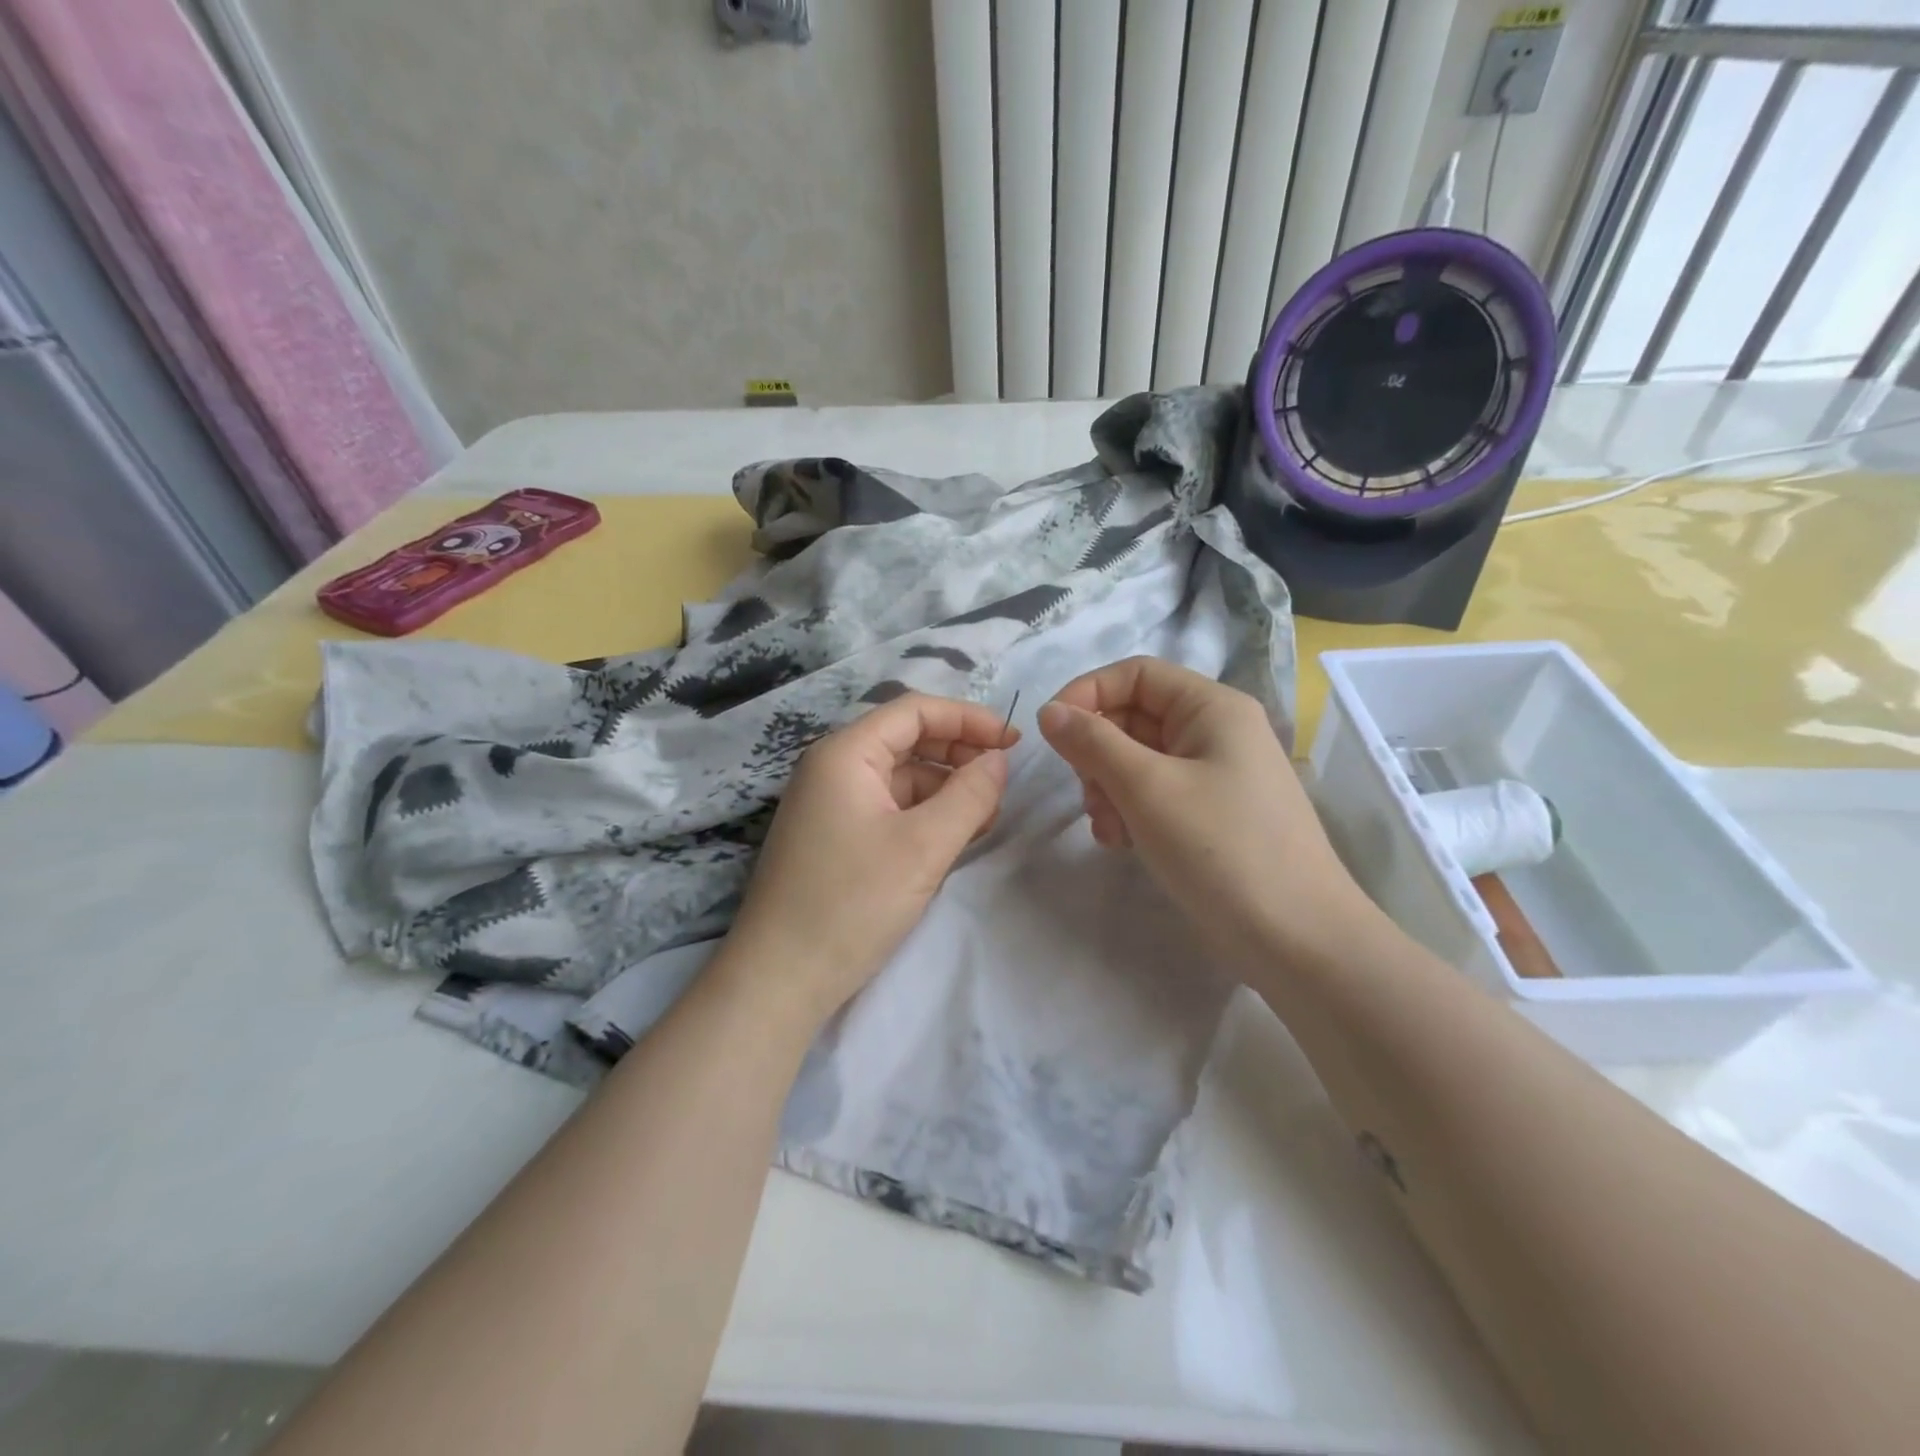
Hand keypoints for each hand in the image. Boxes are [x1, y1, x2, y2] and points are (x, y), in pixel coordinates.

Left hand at [721, 693, 1018, 1025]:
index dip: (969, 719)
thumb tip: (999, 760)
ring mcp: (830, 804)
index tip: (1014, 742)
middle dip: (959, 755)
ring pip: (901, 778)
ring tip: (985, 818)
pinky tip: (952, 838)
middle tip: (1002, 784)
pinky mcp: (834, 837)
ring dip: (945, 789)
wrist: (780, 980)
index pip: (915, 710)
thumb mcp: (924, 846)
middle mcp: (832, 768)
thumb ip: (970, 794)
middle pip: (907, 740)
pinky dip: (924, 815)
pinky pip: (888, 808)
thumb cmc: (852, 903)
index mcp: (845, 754)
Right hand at [1037, 656, 1376, 968]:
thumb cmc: (1221, 848)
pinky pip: (1155, 793)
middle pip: (1134, 717)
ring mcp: (1215, 775)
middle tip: (1088, 796)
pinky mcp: (1210, 814)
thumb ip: (1093, 743)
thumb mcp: (1147, 789)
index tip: (1050, 733)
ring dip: (1108, 787)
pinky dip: (1129, 810)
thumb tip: (1049, 711)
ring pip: (1138, 759)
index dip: (1087, 694)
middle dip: (1098, 752)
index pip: (1135, 674)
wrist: (1296, 939)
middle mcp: (1216, 731)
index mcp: (1212, 708)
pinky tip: (1121, 843)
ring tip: (1108, 829)